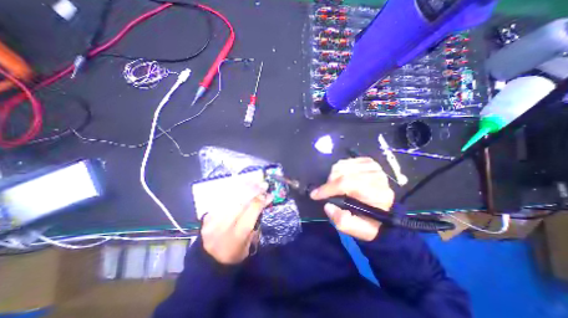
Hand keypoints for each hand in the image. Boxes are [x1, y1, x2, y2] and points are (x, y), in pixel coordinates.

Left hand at [200, 182, 270, 263]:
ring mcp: (212, 220)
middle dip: (253, 190)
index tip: (269, 194)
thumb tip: (264, 202)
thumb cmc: (234, 255)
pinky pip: (222, 199)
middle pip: (240, 202)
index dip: (261, 201)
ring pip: (230, 198)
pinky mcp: (207, 216)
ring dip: (243, 187)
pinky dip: (233, 191)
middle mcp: (223, 226)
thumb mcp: (249, 244)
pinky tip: (240, 185)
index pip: (251, 212)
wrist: (208, 262)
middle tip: (263, 184)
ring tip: (253, 181)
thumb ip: (256, 222)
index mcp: (236, 237)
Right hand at [310, 157, 395, 240]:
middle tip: (327, 192)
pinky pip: (346, 161)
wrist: (387, 212)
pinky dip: (340, 169)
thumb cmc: (371, 222)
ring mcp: (373, 167)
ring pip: (342, 165)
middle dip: (329, 183)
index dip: (328, 189)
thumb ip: (341, 220)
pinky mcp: (369, 162)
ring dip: (333, 175)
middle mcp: (376, 176)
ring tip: (335, 186)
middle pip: (342, 172)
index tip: (314, 195)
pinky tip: (342, 177)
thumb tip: (327, 205)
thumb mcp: (358, 230)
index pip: (346, 184)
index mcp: (377, 194)